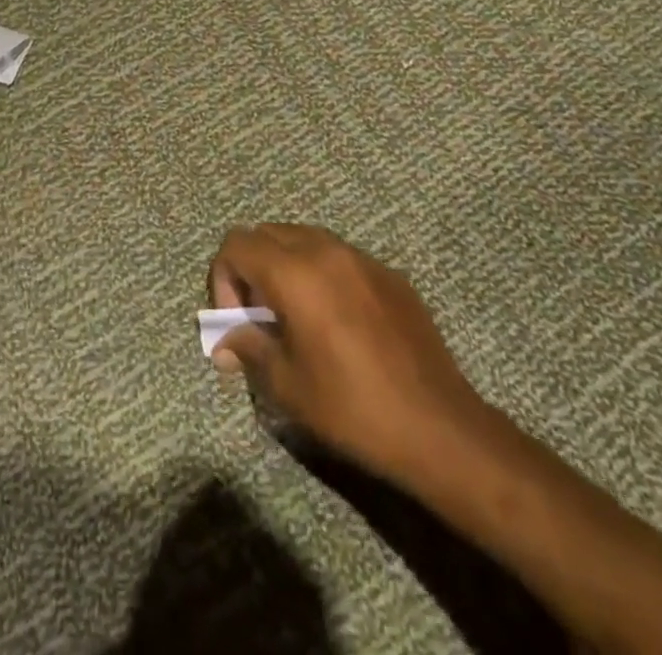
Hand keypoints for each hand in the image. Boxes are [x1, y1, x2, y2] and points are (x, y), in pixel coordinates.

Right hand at [208, 224, 491, 485]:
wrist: (439, 427)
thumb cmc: (353, 407)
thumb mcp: (286, 384)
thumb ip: (248, 346)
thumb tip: (225, 340)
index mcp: (294, 272)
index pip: (237, 244)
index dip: (223, 278)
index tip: (236, 321)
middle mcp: (326, 250)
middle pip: (267, 234)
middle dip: (252, 269)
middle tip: (260, 318)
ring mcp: (363, 258)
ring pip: (305, 239)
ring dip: (286, 267)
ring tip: (296, 317)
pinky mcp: (390, 275)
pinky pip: (341, 258)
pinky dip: (322, 275)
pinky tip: (338, 323)